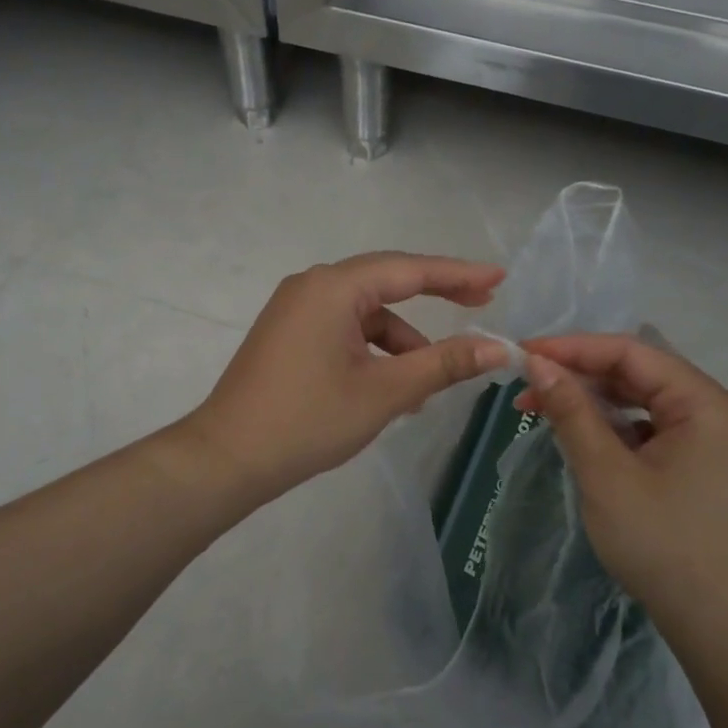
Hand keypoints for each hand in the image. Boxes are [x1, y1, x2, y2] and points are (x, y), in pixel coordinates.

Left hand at [185, 253, 509, 500]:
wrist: (227, 458)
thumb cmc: (308, 420)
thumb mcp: (385, 392)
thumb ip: (443, 364)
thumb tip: (498, 347)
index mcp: (333, 287)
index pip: (409, 269)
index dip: (458, 274)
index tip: (500, 278)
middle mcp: (312, 286)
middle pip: (386, 283)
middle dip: (435, 297)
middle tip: (482, 304)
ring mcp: (296, 310)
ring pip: (365, 314)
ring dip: (400, 343)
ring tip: (425, 389)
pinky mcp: (288, 334)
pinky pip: (344, 331)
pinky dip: (372, 352)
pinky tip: (390, 390)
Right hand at [517, 334, 727, 649]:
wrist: (722, 626)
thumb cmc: (663, 544)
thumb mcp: (606, 474)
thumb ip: (572, 412)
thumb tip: (538, 363)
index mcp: (705, 402)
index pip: (629, 353)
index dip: (571, 348)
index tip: (521, 353)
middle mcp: (715, 411)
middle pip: (637, 374)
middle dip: (578, 375)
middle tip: (524, 386)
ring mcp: (712, 440)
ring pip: (641, 402)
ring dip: (592, 402)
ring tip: (541, 410)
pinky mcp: (702, 466)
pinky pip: (650, 429)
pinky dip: (612, 428)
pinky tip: (581, 437)